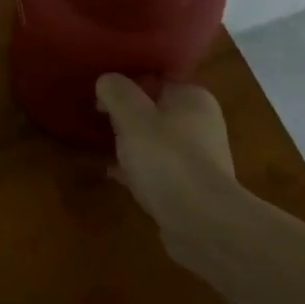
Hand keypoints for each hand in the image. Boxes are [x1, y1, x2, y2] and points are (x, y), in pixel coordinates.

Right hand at [96, 74, 239, 279]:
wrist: (203, 224)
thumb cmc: (166, 159)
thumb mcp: (131, 116)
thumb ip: (116, 91)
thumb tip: (107, 81)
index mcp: (193, 98)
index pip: (154, 80)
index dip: (124, 87)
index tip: (101, 101)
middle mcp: (203, 123)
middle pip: (155, 111)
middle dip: (128, 118)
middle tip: (103, 126)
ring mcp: (201, 158)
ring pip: (157, 142)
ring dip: (132, 145)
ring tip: (106, 151)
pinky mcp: (194, 189)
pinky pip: (160, 170)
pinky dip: (140, 170)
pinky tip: (117, 177)